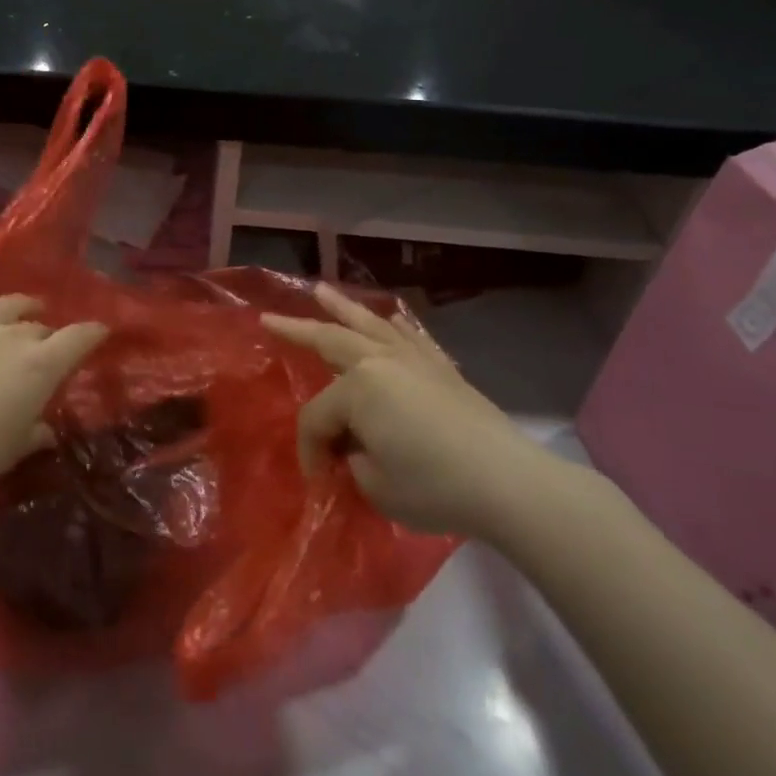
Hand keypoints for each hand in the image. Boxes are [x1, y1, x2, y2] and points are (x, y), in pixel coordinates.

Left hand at [0, 222, 107, 501]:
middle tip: (47, 349)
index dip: (93, 334)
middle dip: (47, 336)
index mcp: (39, 366)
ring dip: (18, 305)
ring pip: (3, 306)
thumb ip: (34, 434)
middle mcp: (10, 336)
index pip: (78, 339)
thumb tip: (48, 431)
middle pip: (37, 328)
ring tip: (27, 305)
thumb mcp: (13, 450)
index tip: (103, 331)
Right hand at [262, 285, 582, 543]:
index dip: (311, 449)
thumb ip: (353, 461)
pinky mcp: (441, 368)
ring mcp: (413, 359)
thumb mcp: (375, 485)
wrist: (506, 481)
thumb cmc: (433, 485)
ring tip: (320, 290)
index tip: (319, 478)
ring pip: (368, 325)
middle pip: (329, 342)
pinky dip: (394, 326)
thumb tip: (356, 447)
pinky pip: (410, 336)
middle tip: (269, 319)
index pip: (318, 417)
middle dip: (296, 331)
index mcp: (358, 388)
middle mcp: (380, 361)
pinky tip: (390, 319)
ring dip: (342, 308)